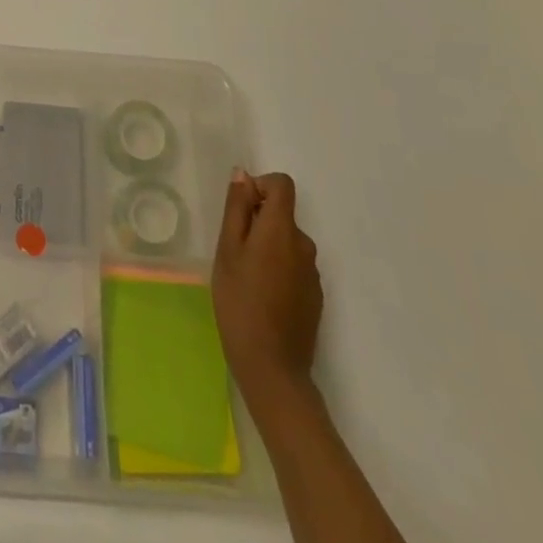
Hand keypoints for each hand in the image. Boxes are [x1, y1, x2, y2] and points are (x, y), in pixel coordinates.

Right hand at [212, 169, 322, 393]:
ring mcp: (313, 273)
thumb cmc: (239, 301)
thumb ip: (237, 208)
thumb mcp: (227, 249)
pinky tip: (262, 296)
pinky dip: (278, 269)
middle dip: (258, 221)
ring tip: (245, 277)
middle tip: (233, 251)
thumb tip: (243, 175)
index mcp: (282, 229)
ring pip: (287, 242)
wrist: (272, 367)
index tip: (240, 211)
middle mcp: (304, 245)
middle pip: (282, 214)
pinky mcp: (315, 296)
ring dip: (267, 247)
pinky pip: (294, 266)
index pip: (282, 185)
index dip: (260, 187)